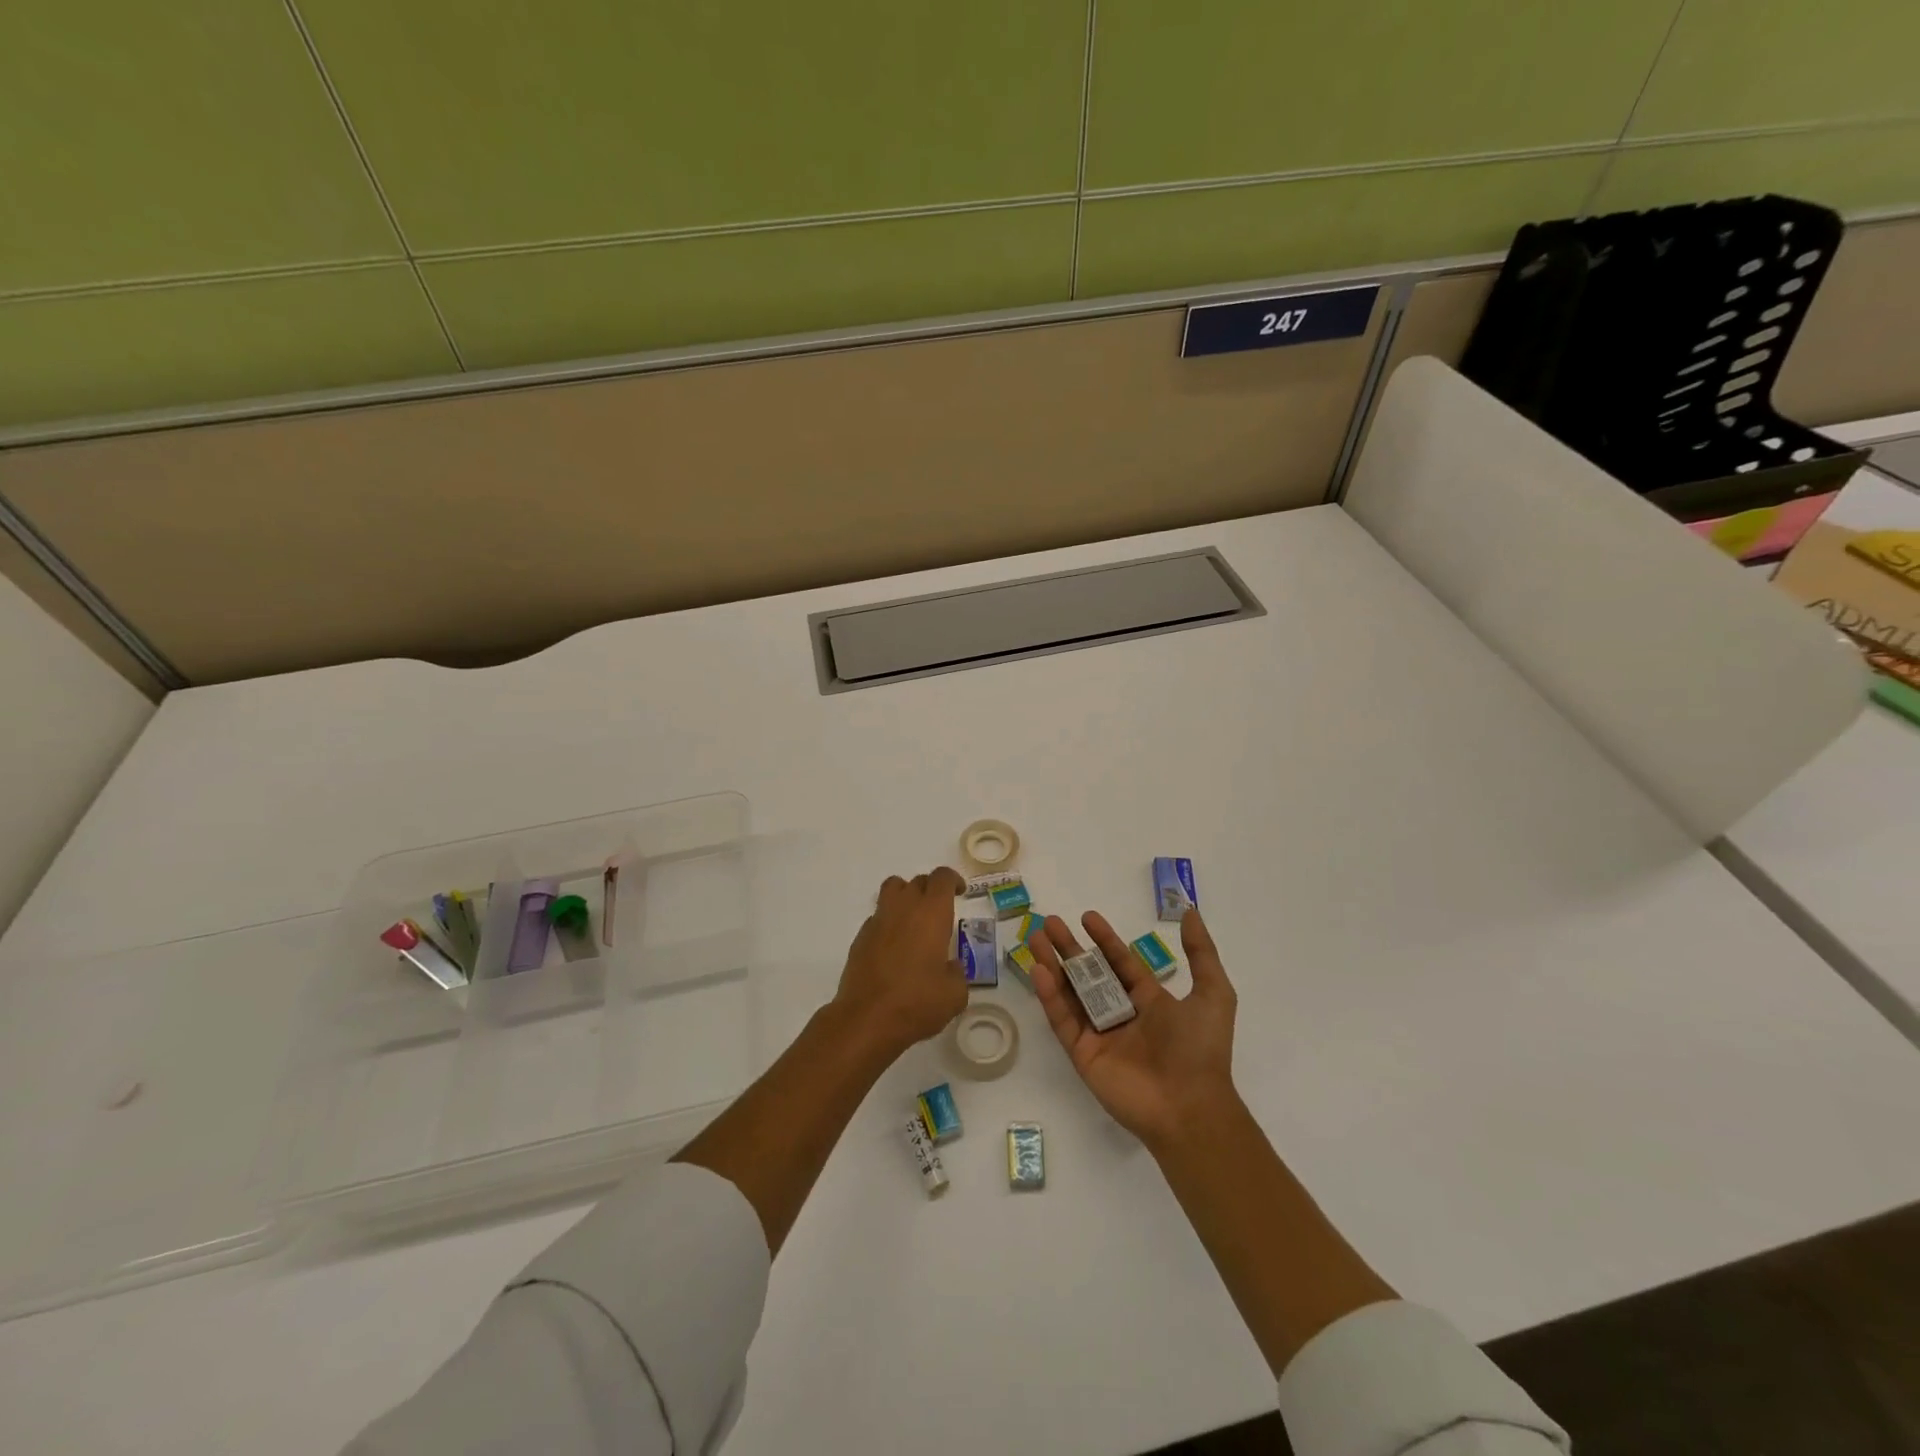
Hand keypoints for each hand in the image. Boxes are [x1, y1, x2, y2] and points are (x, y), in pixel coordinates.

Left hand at [831, 867, 969, 1060]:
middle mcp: (904, 908)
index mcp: (932, 913)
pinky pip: (878, 917)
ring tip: (914, 919)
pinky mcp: (860, 938)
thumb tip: (950, 968)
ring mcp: (878, 921)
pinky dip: (888, 922)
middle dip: (931, 889)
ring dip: (906, 895)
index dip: (952, 880)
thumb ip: (957, 973)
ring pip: (892, 889)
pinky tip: (894, 947)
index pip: (942, 878)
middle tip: (940, 911)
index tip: (960, 892)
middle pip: (917, 881)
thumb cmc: (917, 1003)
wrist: (866, 1019)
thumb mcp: (954, 994)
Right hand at [1027, 908, 1239, 1151]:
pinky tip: (1039, 971)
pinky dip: (1050, 996)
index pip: (1120, 963)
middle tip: (1050, 923)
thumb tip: (1189, 913)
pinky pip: (1063, 1021)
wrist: (1190, 1107)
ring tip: (1035, 938)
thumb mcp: (1213, 994)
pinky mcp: (1083, 1055)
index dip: (1104, 940)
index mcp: (1149, 1001)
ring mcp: (1099, 1035)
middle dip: (1069, 948)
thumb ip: (1201, 953)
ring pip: (1070, 993)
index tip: (1086, 917)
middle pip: (1089, 974)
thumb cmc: (1201, 1049)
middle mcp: (1121, 1015)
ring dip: (1052, 966)